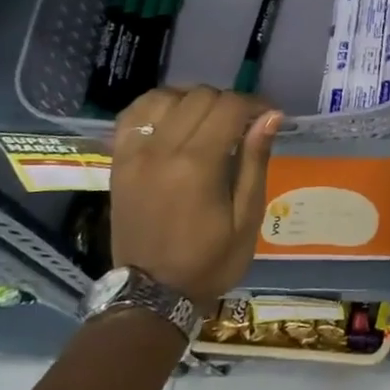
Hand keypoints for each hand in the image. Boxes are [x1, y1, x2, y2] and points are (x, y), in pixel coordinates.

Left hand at [110, 87, 280, 310]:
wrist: (151, 294)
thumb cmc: (209, 260)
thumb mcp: (247, 218)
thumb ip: (255, 161)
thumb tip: (271, 116)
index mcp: (197, 166)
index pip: (229, 107)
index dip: (255, 104)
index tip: (269, 117)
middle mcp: (162, 150)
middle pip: (200, 96)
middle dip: (229, 103)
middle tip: (243, 126)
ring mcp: (134, 154)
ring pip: (167, 97)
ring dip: (194, 100)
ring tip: (209, 122)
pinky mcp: (118, 161)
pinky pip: (134, 114)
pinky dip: (158, 106)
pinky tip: (174, 119)